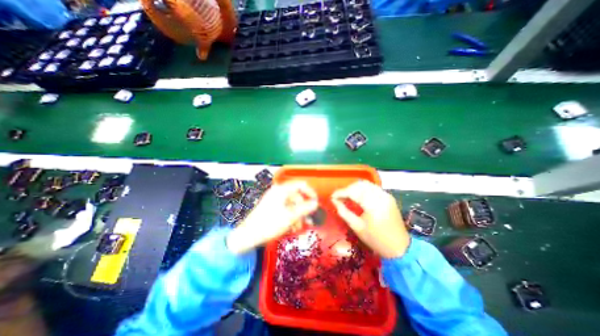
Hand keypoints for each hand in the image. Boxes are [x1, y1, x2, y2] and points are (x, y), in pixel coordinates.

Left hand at [224, 182, 317, 252]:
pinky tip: (290, 227)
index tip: (316, 203)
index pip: (301, 185)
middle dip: (303, 208)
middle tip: (307, 220)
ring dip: (297, 215)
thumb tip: (316, 203)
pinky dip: (290, 216)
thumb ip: (304, 209)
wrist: (248, 235)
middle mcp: (278, 192)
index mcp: (282, 190)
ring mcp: (274, 199)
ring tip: (297, 227)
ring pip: (291, 204)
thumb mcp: (290, 217)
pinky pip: (285, 208)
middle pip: (296, 196)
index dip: (310, 192)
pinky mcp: (271, 206)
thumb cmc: (269, 224)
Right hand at [330, 180, 409, 257]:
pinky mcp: (388, 196)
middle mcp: (380, 196)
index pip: (353, 192)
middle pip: (359, 185)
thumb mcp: (356, 227)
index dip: (340, 193)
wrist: (400, 248)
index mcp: (373, 205)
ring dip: (354, 188)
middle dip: (347, 189)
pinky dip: (362, 190)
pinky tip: (358, 197)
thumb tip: (334, 201)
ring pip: (366, 184)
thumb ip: (343, 211)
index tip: (332, 197)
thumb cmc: (376, 240)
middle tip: (339, 198)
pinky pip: (372, 187)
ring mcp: (386, 195)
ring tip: (347, 197)